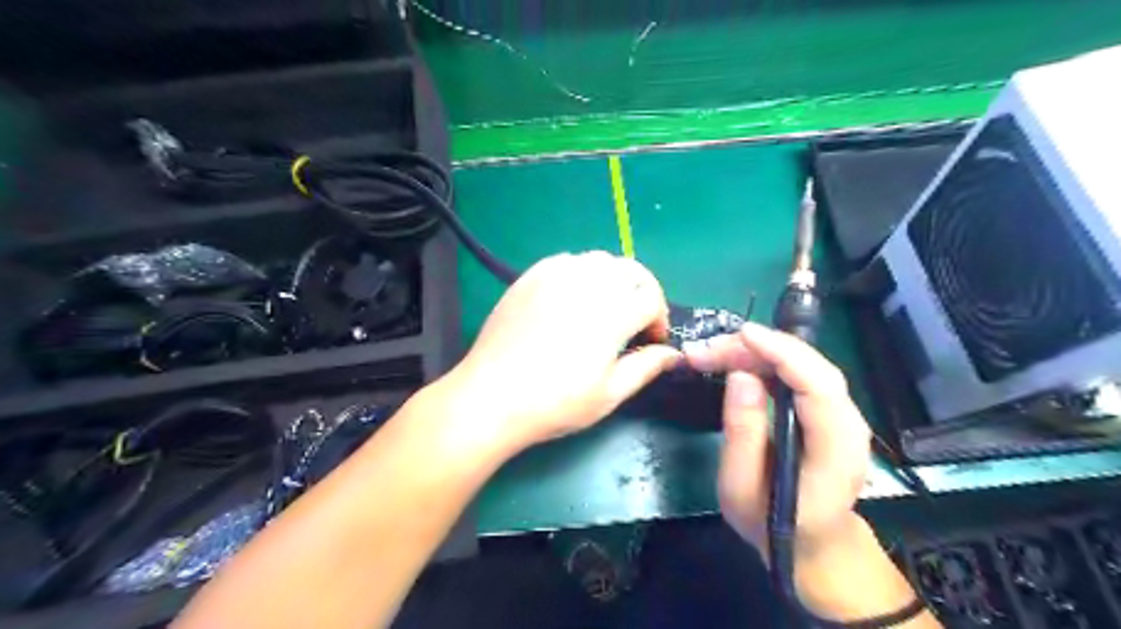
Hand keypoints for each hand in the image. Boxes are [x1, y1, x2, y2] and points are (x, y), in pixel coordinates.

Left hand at [435, 251, 676, 455]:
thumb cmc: (556, 402)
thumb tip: (672, 354)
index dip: (659, 321)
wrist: (492, 396)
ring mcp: (556, 275)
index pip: (652, 299)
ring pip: (601, 261)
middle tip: (635, 320)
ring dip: (614, 280)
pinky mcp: (531, 276)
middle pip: (632, 270)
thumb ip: (646, 367)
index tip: (651, 342)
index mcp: (613, 312)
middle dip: (643, 292)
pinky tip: (573, 299)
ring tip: (605, 308)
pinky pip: (568, 261)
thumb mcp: (609, 394)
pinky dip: (582, 274)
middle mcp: (588, 283)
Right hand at [689, 323, 870, 559]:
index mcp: (836, 450)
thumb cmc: (774, 525)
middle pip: (808, 367)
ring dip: (755, 353)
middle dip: (755, 349)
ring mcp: (841, 415)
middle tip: (705, 351)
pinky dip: (763, 362)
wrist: (813, 547)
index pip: (818, 385)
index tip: (742, 335)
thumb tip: (741, 376)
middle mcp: (848, 424)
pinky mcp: (825, 411)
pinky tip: (733, 362)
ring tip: (709, 355)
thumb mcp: (742, 490)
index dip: (782, 353)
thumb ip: (743, 434)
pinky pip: (797, 375)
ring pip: (801, 365)